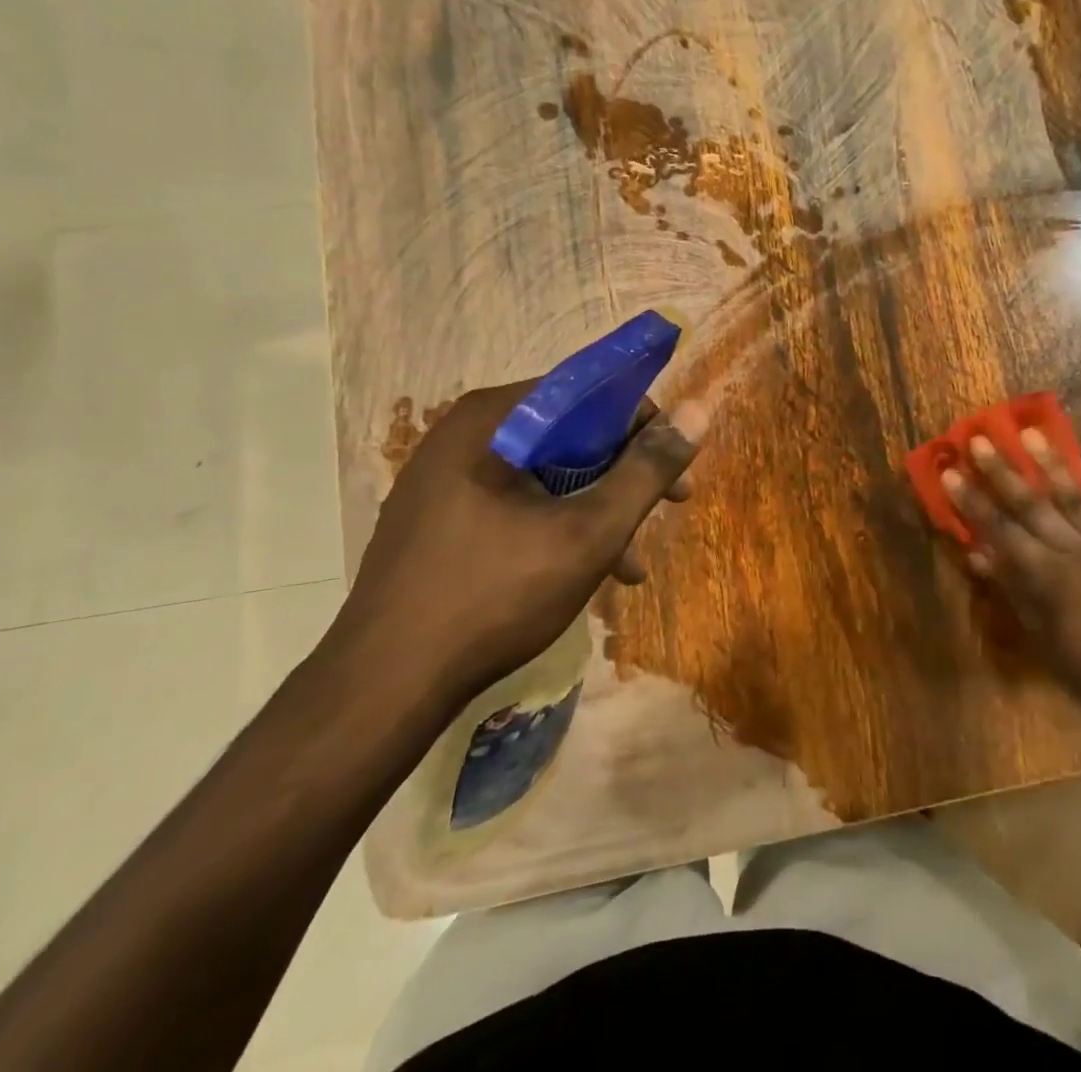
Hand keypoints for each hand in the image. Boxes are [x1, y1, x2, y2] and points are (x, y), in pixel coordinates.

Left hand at [327, 380, 706, 711]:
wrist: (381, 689)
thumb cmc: (494, 597)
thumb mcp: (589, 532)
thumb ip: (647, 469)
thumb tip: (698, 409)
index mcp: (493, 419)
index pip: (587, 390)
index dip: (642, 422)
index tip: (675, 464)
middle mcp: (465, 434)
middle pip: (568, 432)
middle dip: (624, 472)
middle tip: (670, 506)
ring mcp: (446, 477)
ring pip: (546, 472)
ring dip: (597, 507)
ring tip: (632, 561)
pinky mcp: (439, 517)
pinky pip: (516, 501)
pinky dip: (558, 525)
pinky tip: (588, 573)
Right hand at [942, 430, 1080, 718]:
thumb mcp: (1047, 643)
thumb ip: (1016, 594)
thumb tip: (981, 556)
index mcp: (1049, 579)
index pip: (1001, 531)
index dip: (973, 502)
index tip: (951, 473)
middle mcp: (1077, 551)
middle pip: (1032, 505)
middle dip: (1002, 471)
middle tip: (980, 439)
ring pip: (1074, 496)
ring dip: (1049, 463)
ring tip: (1030, 432)